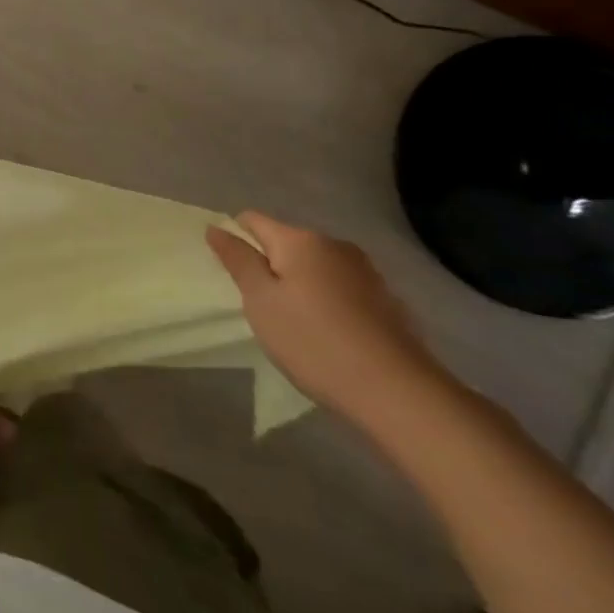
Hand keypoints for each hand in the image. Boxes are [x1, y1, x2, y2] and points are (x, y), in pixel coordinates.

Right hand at [206, 211, 449, 429]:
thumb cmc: (313, 341)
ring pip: (314, 266)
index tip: (231, 273)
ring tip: (294, 322)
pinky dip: (325, 300)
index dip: (235, 239)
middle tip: (260, 305)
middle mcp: (334, 245)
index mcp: (300, 240)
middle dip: (268, 265)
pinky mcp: (386, 299)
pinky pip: (339, 287)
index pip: (252, 220)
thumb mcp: (261, 301)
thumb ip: (237, 260)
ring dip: (298, 283)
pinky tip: (327, 333)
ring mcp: (365, 271)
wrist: (396, 392)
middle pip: (286, 242)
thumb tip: (216, 227)